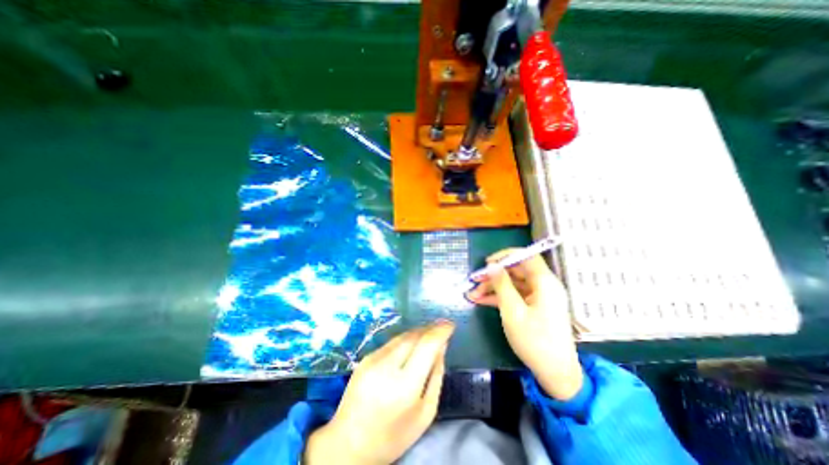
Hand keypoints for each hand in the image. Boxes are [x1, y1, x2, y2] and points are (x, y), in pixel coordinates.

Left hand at [301, 321, 452, 464]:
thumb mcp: (425, 413)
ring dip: (418, 332)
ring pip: (402, 336)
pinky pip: (392, 342)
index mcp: (405, 386)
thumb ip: (436, 376)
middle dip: (430, 328)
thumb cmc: (393, 435)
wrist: (348, 443)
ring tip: (430, 332)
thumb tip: (442, 346)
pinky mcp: (365, 358)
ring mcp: (373, 359)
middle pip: (414, 336)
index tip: (450, 325)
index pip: (427, 345)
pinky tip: (411, 343)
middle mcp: (387, 367)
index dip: (440, 331)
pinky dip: (405, 339)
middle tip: (442, 327)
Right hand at [470, 250, 578, 398]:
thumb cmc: (534, 340)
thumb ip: (502, 285)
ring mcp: (538, 297)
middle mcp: (543, 286)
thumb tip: (492, 265)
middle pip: (516, 271)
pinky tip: (480, 301)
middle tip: (474, 281)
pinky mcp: (533, 307)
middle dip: (494, 275)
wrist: (555, 373)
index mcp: (545, 282)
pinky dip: (498, 297)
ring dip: (492, 288)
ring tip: (472, 295)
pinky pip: (514, 295)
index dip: (506, 255)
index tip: (487, 262)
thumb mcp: (513, 311)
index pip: (527, 256)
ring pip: (512, 284)